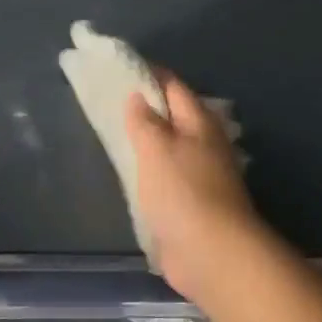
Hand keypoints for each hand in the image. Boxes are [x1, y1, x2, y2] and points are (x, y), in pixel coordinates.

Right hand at [125, 72, 273, 310]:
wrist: (212, 253)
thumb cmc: (183, 192)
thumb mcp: (157, 149)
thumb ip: (145, 121)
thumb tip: (138, 95)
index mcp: (199, 122)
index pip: (173, 86)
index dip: (148, 75)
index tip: (120, 68)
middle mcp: (204, 143)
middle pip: (173, 116)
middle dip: (146, 107)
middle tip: (110, 100)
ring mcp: (200, 174)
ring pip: (169, 147)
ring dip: (147, 140)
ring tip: (115, 133)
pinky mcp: (191, 203)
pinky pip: (166, 176)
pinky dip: (149, 170)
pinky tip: (131, 172)